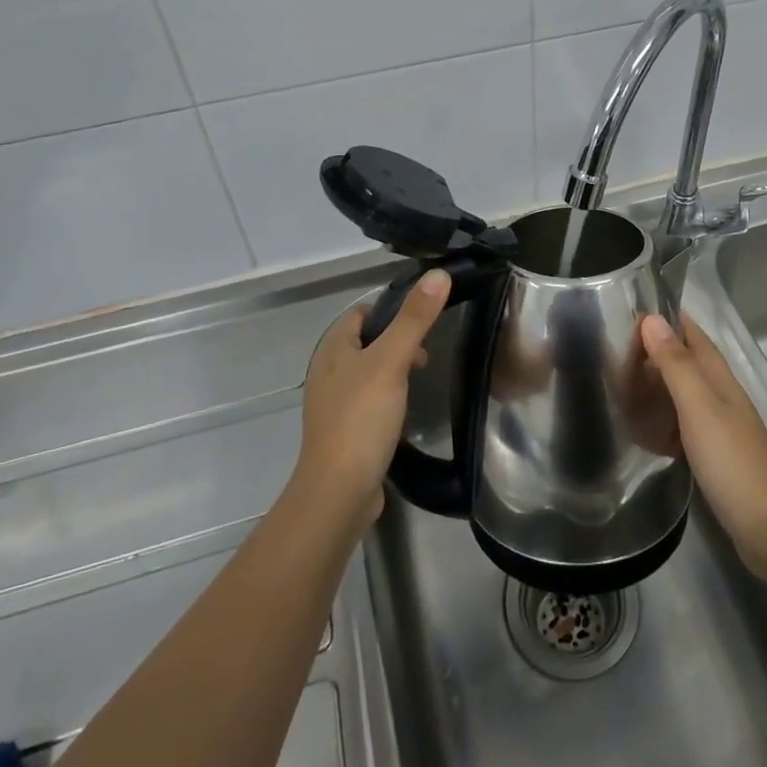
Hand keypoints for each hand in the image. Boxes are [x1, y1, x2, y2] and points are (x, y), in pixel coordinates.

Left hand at [292, 269, 449, 535]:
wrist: (339, 492)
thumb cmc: (362, 418)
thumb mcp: (392, 361)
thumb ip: (415, 318)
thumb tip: (438, 274)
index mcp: (333, 349)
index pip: (362, 313)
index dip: (391, 308)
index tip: (424, 317)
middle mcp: (328, 372)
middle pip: (367, 341)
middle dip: (398, 340)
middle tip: (426, 353)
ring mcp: (334, 404)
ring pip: (369, 371)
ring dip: (395, 368)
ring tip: (421, 377)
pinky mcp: (344, 431)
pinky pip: (369, 400)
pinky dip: (388, 396)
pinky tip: (404, 410)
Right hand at [639, 312, 766, 579]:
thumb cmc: (731, 460)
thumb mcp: (698, 406)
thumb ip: (676, 364)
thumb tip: (652, 319)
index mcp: (719, 378)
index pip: (693, 335)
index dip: (668, 319)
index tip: (633, 308)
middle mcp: (721, 396)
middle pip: (687, 362)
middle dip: (656, 350)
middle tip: (615, 349)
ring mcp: (720, 426)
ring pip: (683, 393)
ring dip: (657, 385)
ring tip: (621, 384)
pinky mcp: (715, 455)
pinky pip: (682, 425)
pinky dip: (663, 420)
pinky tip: (643, 430)